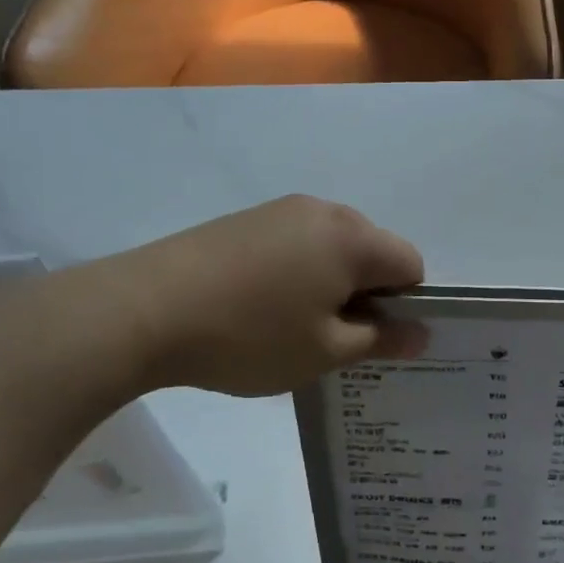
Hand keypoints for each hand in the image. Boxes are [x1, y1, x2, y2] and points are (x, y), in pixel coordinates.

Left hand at [59, 196, 426, 396]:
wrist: (142, 310)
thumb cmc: (249, 336)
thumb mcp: (325, 352)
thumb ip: (381, 340)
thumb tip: (421, 333)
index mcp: (353, 238)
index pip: (410, 264)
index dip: (404, 305)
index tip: (371, 339)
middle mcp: (324, 211)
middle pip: (373, 251)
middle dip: (368, 293)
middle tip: (331, 338)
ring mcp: (280, 210)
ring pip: (333, 248)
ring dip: (331, 284)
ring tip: (291, 326)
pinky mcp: (246, 220)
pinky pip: (297, 244)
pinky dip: (298, 273)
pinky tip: (260, 307)